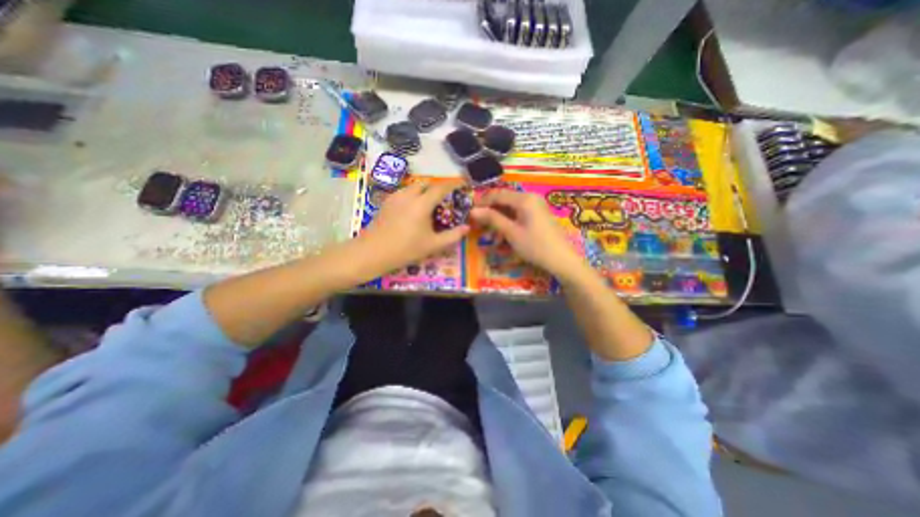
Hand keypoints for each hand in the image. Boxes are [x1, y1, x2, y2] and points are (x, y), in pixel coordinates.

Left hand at [358, 183, 467, 276]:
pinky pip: (403, 192)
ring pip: (413, 187)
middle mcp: (409, 195)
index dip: (453, 185)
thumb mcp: (433, 245)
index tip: (461, 185)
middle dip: (437, 188)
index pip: (441, 188)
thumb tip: (467, 228)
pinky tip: (412, 209)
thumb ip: (452, 236)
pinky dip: (412, 195)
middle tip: (444, 199)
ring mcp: (395, 197)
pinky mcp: (386, 202)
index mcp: (422, 204)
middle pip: (426, 184)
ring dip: (424, 191)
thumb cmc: (406, 249)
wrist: (373, 252)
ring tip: (428, 204)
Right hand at [471, 188, 585, 281]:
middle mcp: (530, 197)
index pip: (497, 194)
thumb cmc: (535, 246)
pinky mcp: (539, 215)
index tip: (469, 212)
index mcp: (524, 199)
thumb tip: (473, 210)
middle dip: (490, 212)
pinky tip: (504, 234)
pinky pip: (519, 213)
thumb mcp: (511, 233)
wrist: (562, 260)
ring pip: (511, 208)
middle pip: (504, 200)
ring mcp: (536, 206)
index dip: (482, 202)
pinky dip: (509, 222)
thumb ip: (492, 219)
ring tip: (491, 234)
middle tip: (478, 224)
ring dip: (499, 219)